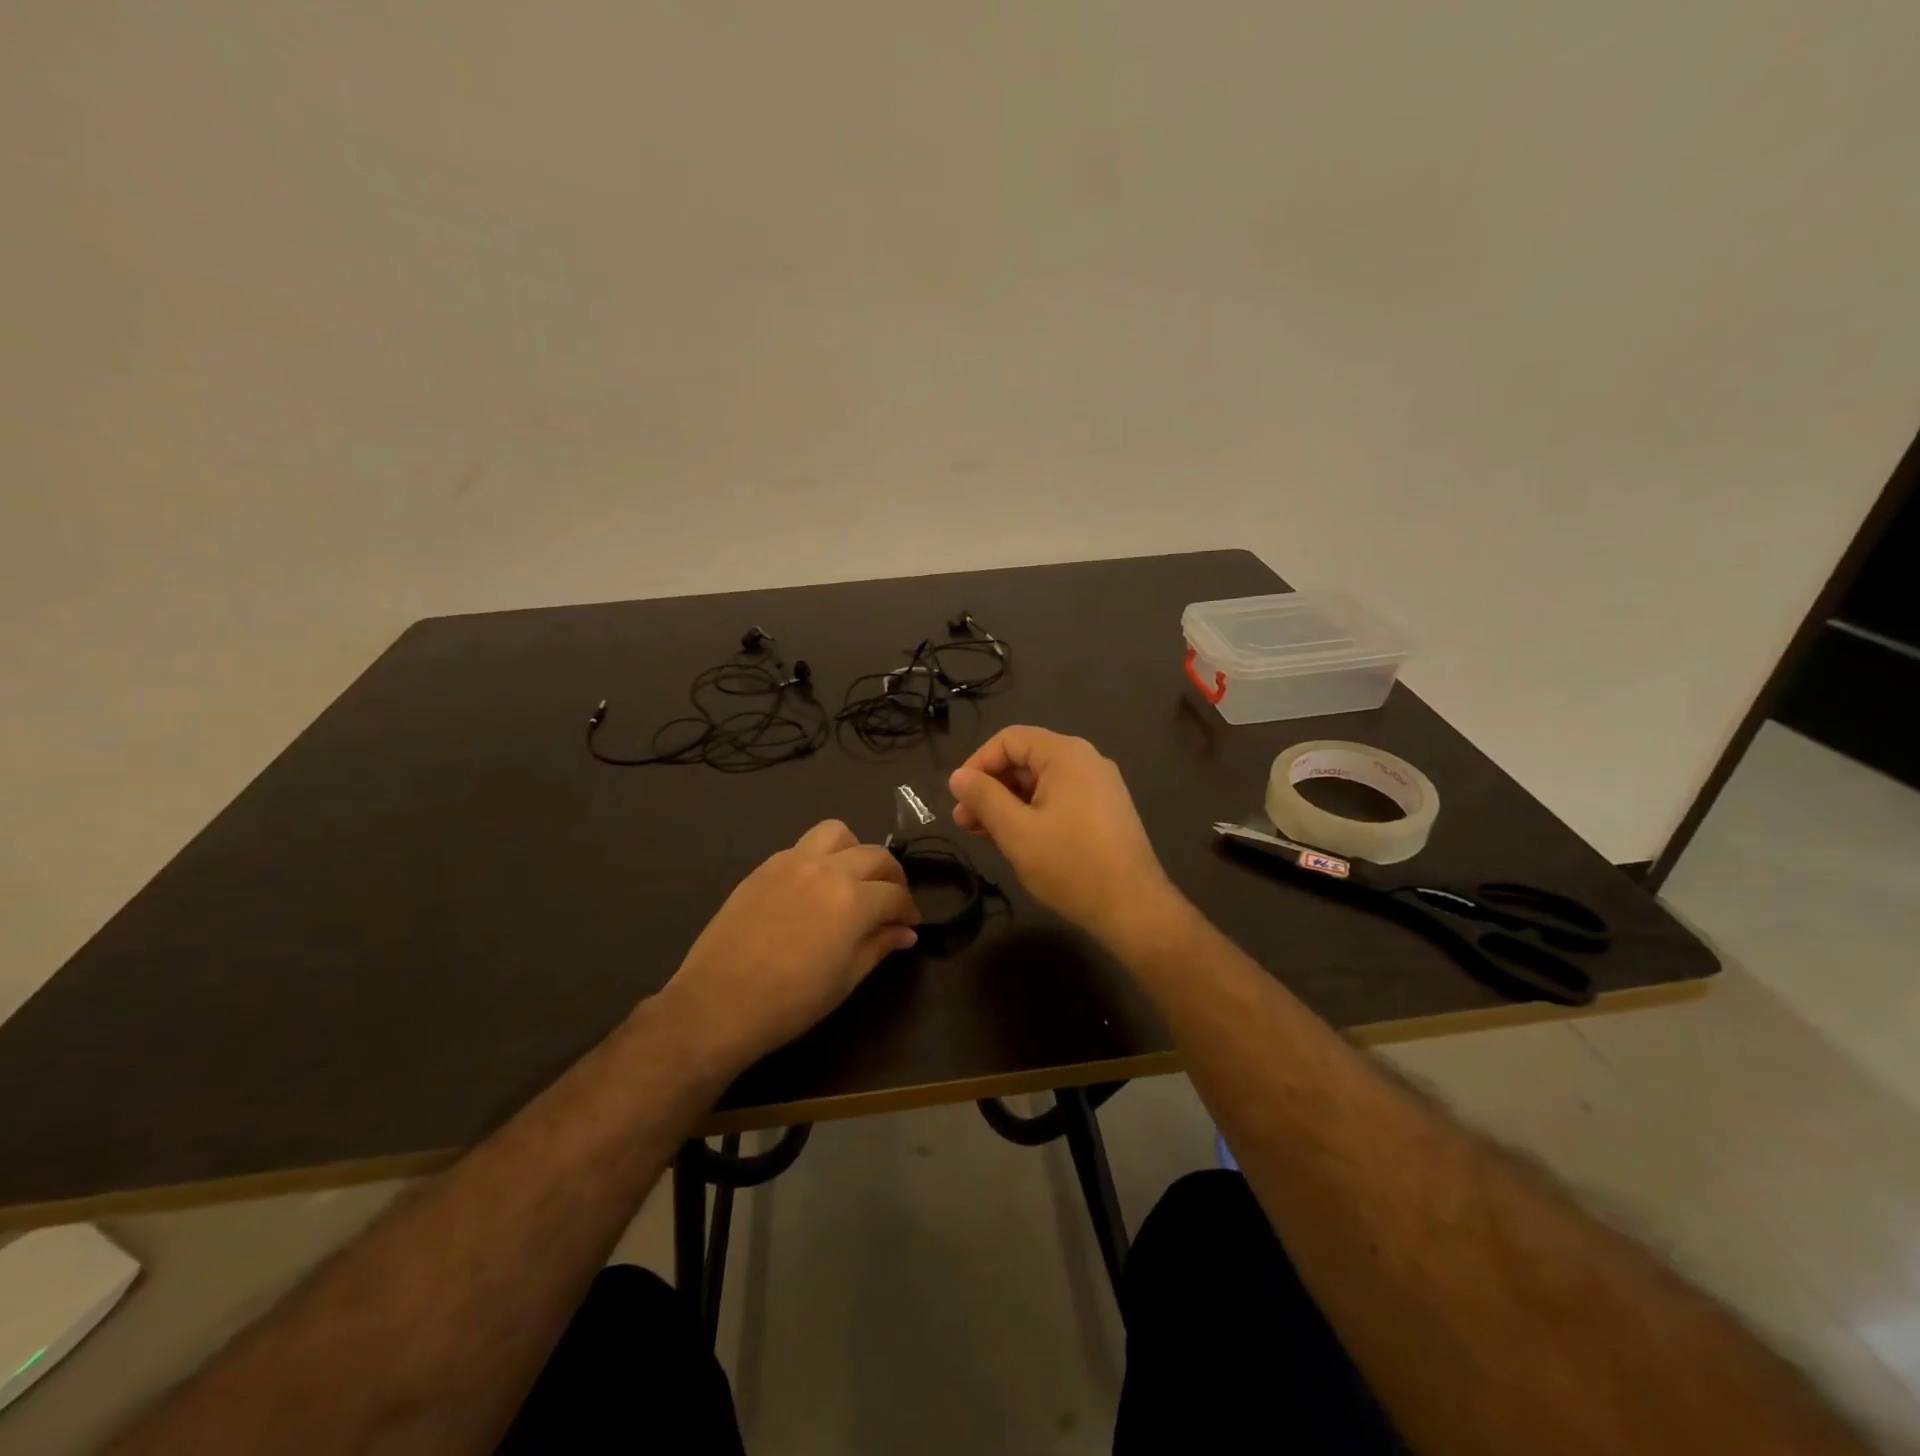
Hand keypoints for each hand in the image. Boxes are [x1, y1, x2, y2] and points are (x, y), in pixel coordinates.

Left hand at [652, 820, 919, 1073]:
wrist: (718, 1003)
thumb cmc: (790, 1001)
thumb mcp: (846, 979)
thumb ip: (879, 945)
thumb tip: (905, 932)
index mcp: (853, 900)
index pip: (895, 893)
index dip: (908, 909)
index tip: (908, 924)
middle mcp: (827, 869)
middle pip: (875, 855)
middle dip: (891, 876)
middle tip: (890, 901)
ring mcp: (792, 862)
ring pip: (837, 833)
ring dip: (854, 851)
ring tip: (852, 878)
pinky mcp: (765, 867)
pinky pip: (803, 846)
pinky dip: (820, 858)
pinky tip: (814, 888)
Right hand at [948, 726, 1174, 940]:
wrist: (1132, 907)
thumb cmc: (1069, 864)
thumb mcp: (1015, 830)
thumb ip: (984, 797)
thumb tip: (958, 776)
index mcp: (1066, 754)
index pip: (1009, 739)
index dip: (977, 764)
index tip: (958, 798)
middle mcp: (1086, 761)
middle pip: (1025, 759)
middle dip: (990, 787)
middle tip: (964, 822)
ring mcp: (1099, 786)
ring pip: (1040, 782)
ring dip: (1008, 803)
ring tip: (984, 835)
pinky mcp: (1104, 811)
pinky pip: (1059, 799)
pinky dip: (1032, 813)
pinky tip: (1016, 840)